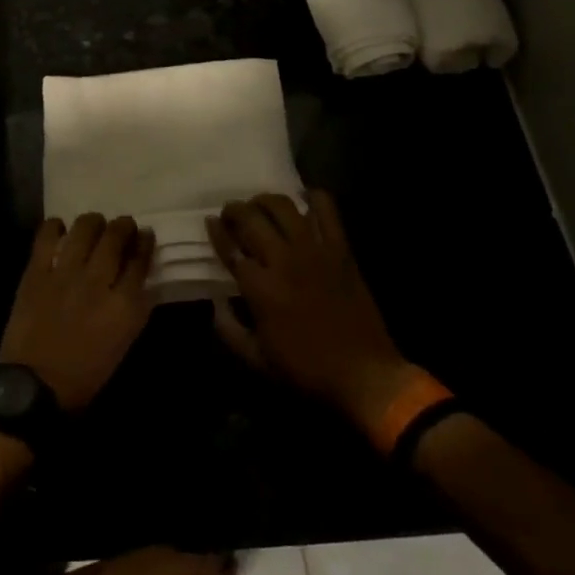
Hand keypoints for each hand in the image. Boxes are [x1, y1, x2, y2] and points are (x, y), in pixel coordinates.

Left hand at [0, 214, 154, 412]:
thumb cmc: (84, 375)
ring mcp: (65, 274)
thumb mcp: (122, 343)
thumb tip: (140, 281)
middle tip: (123, 224)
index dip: (144, 243)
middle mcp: (98, 282)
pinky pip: (47, 236)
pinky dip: (55, 227)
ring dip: (93, 221)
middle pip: (116, 237)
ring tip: (93, 223)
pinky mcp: (36, 272)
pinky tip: (59, 228)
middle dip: (123, 226)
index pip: (141, 260)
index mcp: (124, 306)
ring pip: (85, 229)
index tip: (145, 235)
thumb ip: (134, 309)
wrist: (34, 387)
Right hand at [207, 191, 419, 428]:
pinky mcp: (341, 250)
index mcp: (260, 288)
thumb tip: (215, 304)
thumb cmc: (307, 371)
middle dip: (234, 210)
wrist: (365, 376)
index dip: (216, 231)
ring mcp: (314, 251)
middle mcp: (283, 260)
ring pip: (283, 206)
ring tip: (261, 206)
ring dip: (265, 200)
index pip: (229, 247)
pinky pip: (327, 211)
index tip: (209, 222)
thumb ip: (229, 330)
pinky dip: (314, 198)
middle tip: (231, 213)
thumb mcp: (257, 361)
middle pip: (250, 218)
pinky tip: (304, 202)